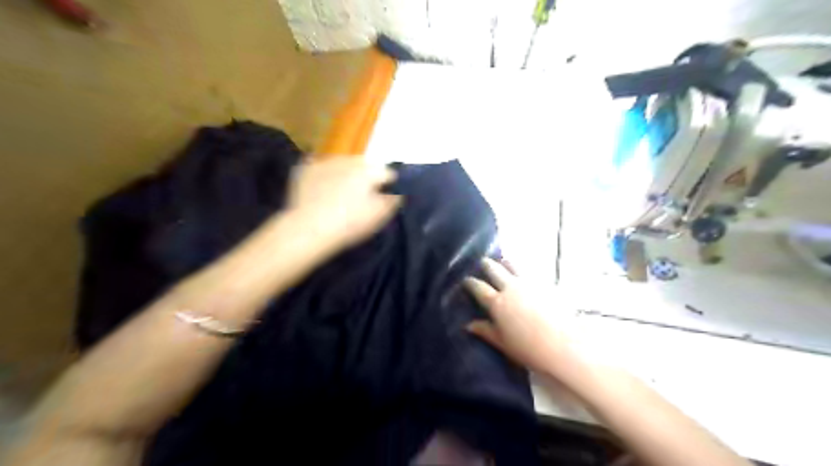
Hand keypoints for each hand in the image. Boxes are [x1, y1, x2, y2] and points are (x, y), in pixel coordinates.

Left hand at [286, 156, 401, 253]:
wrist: (309, 229)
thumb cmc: (349, 224)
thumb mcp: (380, 216)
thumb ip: (393, 200)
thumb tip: (398, 192)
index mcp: (369, 170)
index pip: (387, 173)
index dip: (388, 186)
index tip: (384, 198)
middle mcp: (348, 160)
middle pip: (364, 165)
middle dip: (366, 176)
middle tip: (362, 197)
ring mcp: (324, 162)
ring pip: (342, 163)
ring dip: (345, 173)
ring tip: (340, 193)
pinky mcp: (305, 169)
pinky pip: (319, 167)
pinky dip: (323, 175)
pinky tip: (322, 188)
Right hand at [464, 258, 574, 374]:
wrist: (565, 345)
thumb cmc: (529, 349)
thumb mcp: (503, 342)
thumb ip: (485, 331)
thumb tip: (468, 325)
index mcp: (497, 303)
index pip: (479, 288)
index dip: (471, 283)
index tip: (466, 280)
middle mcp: (511, 288)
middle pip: (495, 270)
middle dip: (487, 265)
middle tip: (483, 262)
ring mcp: (529, 284)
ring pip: (514, 266)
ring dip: (506, 263)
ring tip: (503, 261)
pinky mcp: (546, 284)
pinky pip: (531, 272)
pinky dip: (524, 271)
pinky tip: (526, 273)